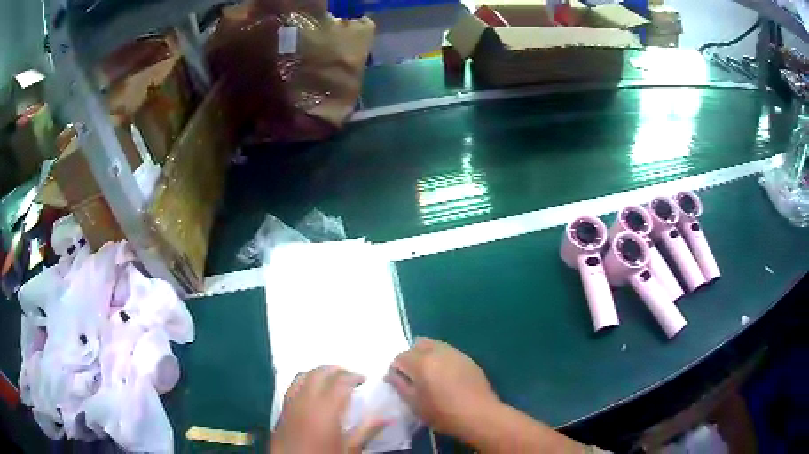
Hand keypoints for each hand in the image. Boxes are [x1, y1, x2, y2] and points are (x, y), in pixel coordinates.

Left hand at [271, 366, 386, 453]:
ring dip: (317, 373)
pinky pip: (291, 387)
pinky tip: (310, 392)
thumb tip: (388, 417)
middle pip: (318, 374)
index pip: (340, 382)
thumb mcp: (350, 449)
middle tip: (349, 375)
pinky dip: (303, 381)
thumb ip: (367, 430)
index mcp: (326, 409)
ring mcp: (291, 404)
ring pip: (302, 376)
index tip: (365, 379)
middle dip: (335, 370)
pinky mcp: (282, 411)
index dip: (354, 377)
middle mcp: (305, 401)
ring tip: (330, 380)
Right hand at [385, 338, 501, 439]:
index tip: (399, 382)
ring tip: (430, 376)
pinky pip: (449, 352)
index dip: (396, 369)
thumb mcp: (415, 404)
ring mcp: (455, 353)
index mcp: (421, 362)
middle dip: (411, 357)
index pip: (400, 357)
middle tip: (413, 376)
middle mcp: (438, 351)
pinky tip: (446, 377)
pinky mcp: (468, 359)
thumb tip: (391, 375)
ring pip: (434, 346)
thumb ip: (400, 385)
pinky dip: (442, 360)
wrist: (479, 415)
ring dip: (427, 356)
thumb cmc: (443, 413)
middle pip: (418, 344)